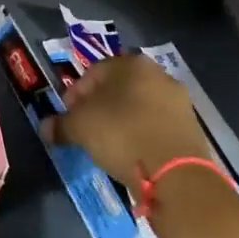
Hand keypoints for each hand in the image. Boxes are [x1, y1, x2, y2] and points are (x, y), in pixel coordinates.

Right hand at [44, 53, 213, 189]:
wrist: (177, 173)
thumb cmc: (122, 135)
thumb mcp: (80, 128)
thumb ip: (61, 125)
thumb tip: (45, 128)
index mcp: (131, 64)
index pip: (94, 72)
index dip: (76, 93)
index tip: (68, 114)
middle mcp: (159, 74)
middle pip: (119, 88)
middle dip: (100, 106)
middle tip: (86, 127)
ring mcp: (179, 101)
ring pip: (140, 106)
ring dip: (122, 120)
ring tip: (108, 144)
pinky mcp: (192, 128)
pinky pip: (156, 126)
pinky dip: (141, 135)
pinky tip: (131, 153)